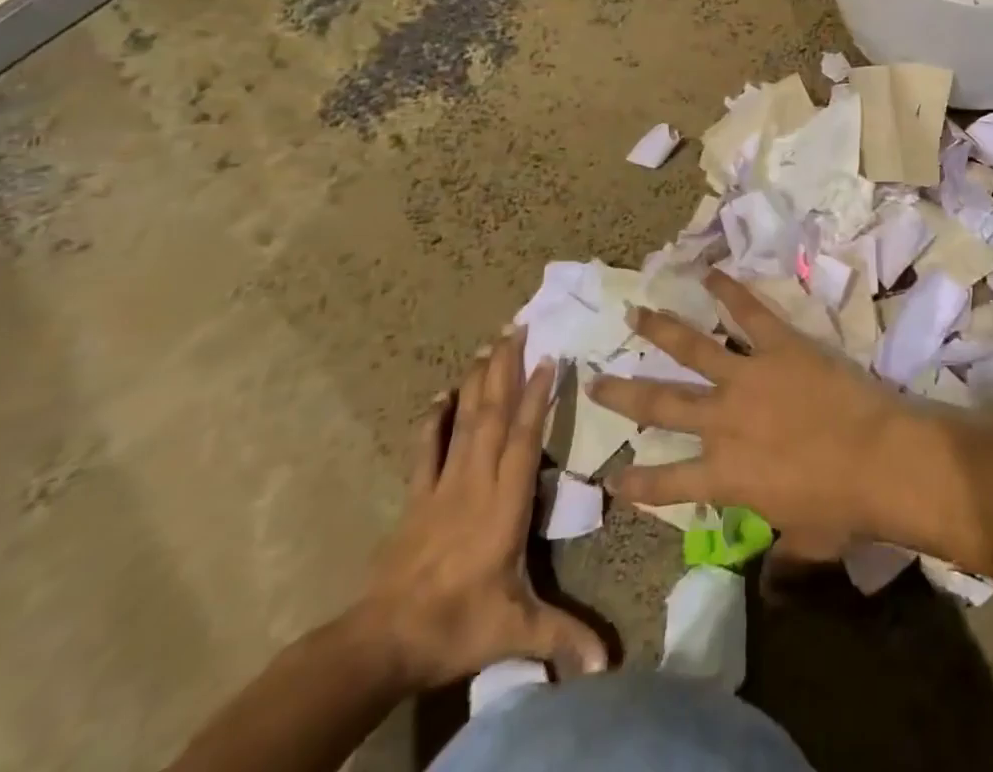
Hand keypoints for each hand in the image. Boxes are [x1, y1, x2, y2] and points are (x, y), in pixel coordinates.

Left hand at [353, 329, 606, 691]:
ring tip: (489, 344)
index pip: (524, 437)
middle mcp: (476, 481)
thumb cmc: (456, 626)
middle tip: (517, 326)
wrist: (381, 642)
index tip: (550, 357)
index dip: (538, 396)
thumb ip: (564, 637)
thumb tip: (611, 665)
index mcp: (504, 503)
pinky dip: (434, 419)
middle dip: (507, 368)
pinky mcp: (416, 498)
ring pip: (465, 421)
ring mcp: (442, 486)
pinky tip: (441, 394)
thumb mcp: (515, 631)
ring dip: (478, 381)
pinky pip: (426, 449)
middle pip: (493, 414)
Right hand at [589, 270, 923, 558]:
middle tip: (594, 379)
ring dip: (661, 329)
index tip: (610, 476)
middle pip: (662, 405)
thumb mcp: (807, 544)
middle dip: (624, 394)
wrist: (879, 458)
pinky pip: (748, 313)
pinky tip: (709, 272)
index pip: (668, 483)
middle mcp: (723, 422)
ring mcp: (748, 377)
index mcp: (725, 476)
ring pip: (693, 348)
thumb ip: (782, 560)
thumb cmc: (843, 508)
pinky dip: (728, 291)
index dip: (637, 481)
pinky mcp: (779, 345)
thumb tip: (771, 587)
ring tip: (634, 313)